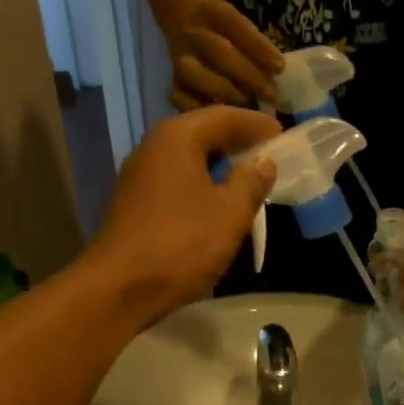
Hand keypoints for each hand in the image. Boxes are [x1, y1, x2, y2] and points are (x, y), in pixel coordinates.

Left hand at [87, 105, 281, 326]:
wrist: (121, 287)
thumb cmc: (182, 244)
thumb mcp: (230, 213)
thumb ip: (251, 182)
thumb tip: (264, 163)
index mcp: (177, 138)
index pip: (223, 117)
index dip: (256, 125)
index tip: (282, 133)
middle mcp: (153, 147)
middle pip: (202, 135)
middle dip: (237, 143)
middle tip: (268, 155)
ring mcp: (139, 177)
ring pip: (188, 160)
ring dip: (219, 167)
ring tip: (248, 180)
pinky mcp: (135, 204)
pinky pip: (177, 183)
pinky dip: (201, 185)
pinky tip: (217, 205)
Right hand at [168, 0, 283, 108]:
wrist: (184, 26)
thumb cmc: (227, 36)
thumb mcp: (240, 29)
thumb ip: (258, 49)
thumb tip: (278, 76)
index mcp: (210, 12)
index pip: (234, 24)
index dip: (258, 46)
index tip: (280, 68)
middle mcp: (191, 34)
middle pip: (218, 51)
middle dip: (249, 75)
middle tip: (272, 96)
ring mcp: (179, 60)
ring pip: (197, 75)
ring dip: (226, 93)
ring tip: (248, 110)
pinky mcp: (174, 85)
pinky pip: (182, 99)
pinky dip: (203, 110)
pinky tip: (224, 121)